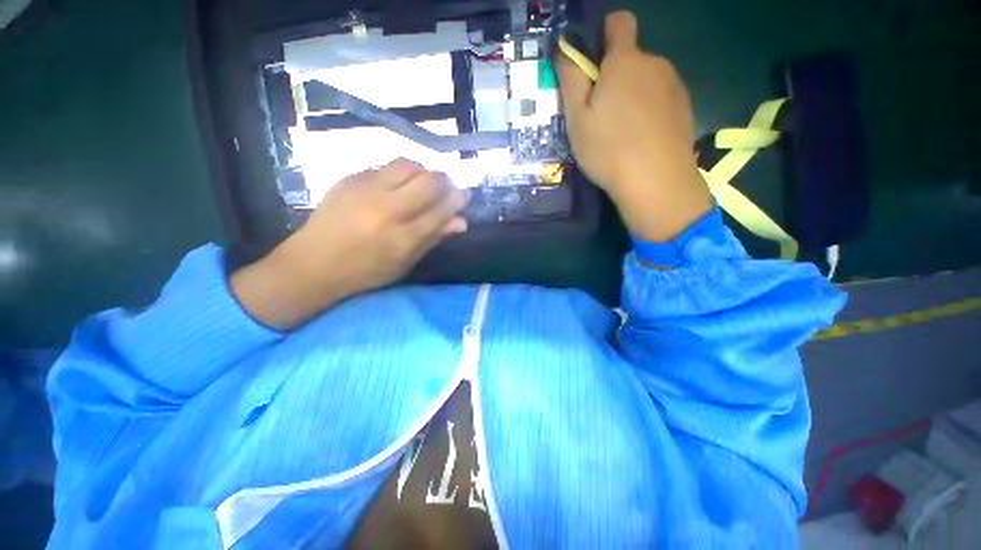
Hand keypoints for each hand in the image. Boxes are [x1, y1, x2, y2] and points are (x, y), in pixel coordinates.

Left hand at [231, 159, 467, 328]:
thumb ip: (434, 239)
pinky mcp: (349, 179)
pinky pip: (384, 167)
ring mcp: (365, 190)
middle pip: (429, 181)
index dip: (457, 200)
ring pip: (408, 165)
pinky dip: (399, 174)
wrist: (313, 263)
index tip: (463, 196)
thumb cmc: (365, 272)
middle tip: (447, 187)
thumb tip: (461, 222)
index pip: (441, 210)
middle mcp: (387, 209)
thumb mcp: (405, 263)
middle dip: (445, 181)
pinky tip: (396, 186)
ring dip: (423, 171)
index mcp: (402, 238)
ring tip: (422, 184)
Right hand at [556, 11, 712, 241]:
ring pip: (646, 80)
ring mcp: (674, 85)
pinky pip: (660, 98)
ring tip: (621, 132)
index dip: (604, 34)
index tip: (593, 62)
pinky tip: (641, 139)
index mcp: (625, 62)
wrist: (656, 181)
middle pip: (631, 58)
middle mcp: (655, 63)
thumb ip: (571, 80)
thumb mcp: (577, 119)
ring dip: (632, 95)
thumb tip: (565, 50)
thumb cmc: (608, 149)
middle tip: (600, 114)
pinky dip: (648, 110)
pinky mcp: (685, 107)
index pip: (619, 22)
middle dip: (614, 76)